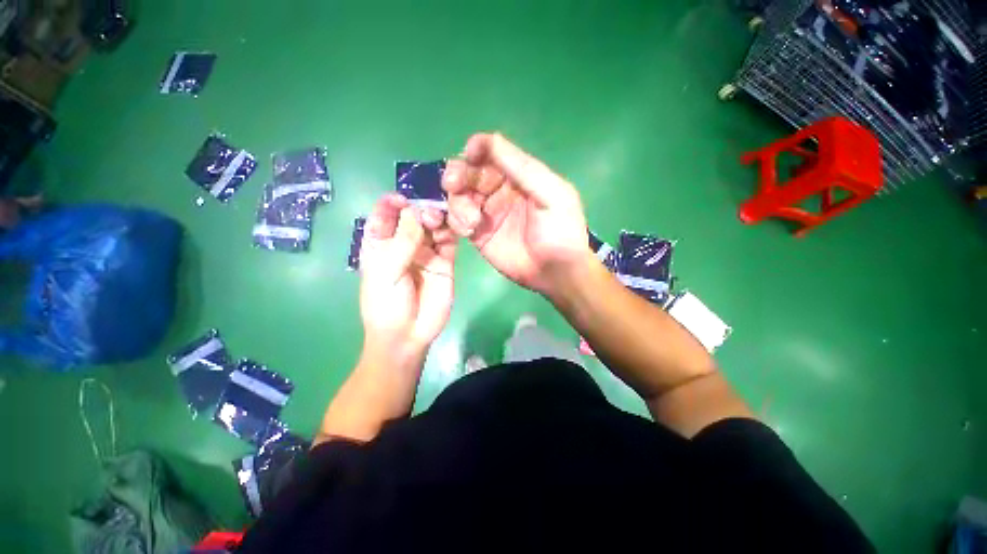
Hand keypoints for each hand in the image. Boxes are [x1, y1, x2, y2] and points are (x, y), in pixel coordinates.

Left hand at [359, 194, 456, 358]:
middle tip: (427, 214)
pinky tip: (455, 226)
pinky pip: (449, 242)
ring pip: (432, 227)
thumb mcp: (387, 270)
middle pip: (412, 217)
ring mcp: (426, 252)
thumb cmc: (387, 303)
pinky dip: (452, 231)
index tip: (402, 200)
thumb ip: (403, 240)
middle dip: (418, 210)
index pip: (384, 216)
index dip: (391, 204)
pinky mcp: (445, 262)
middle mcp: (404, 244)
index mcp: (381, 244)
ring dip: (436, 218)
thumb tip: (415, 211)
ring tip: (438, 221)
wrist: (409, 334)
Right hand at [443, 133, 590, 295]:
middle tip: (453, 184)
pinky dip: (457, 220)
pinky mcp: (478, 233)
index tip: (469, 154)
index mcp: (520, 176)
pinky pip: (458, 220)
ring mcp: (487, 212)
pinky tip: (468, 230)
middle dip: (459, 175)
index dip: (479, 149)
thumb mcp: (551, 195)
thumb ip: (523, 169)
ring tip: (471, 221)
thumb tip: (488, 141)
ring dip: (458, 202)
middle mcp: (500, 190)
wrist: (556, 272)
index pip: (493, 153)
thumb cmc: (560, 232)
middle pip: (471, 172)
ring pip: (461, 195)